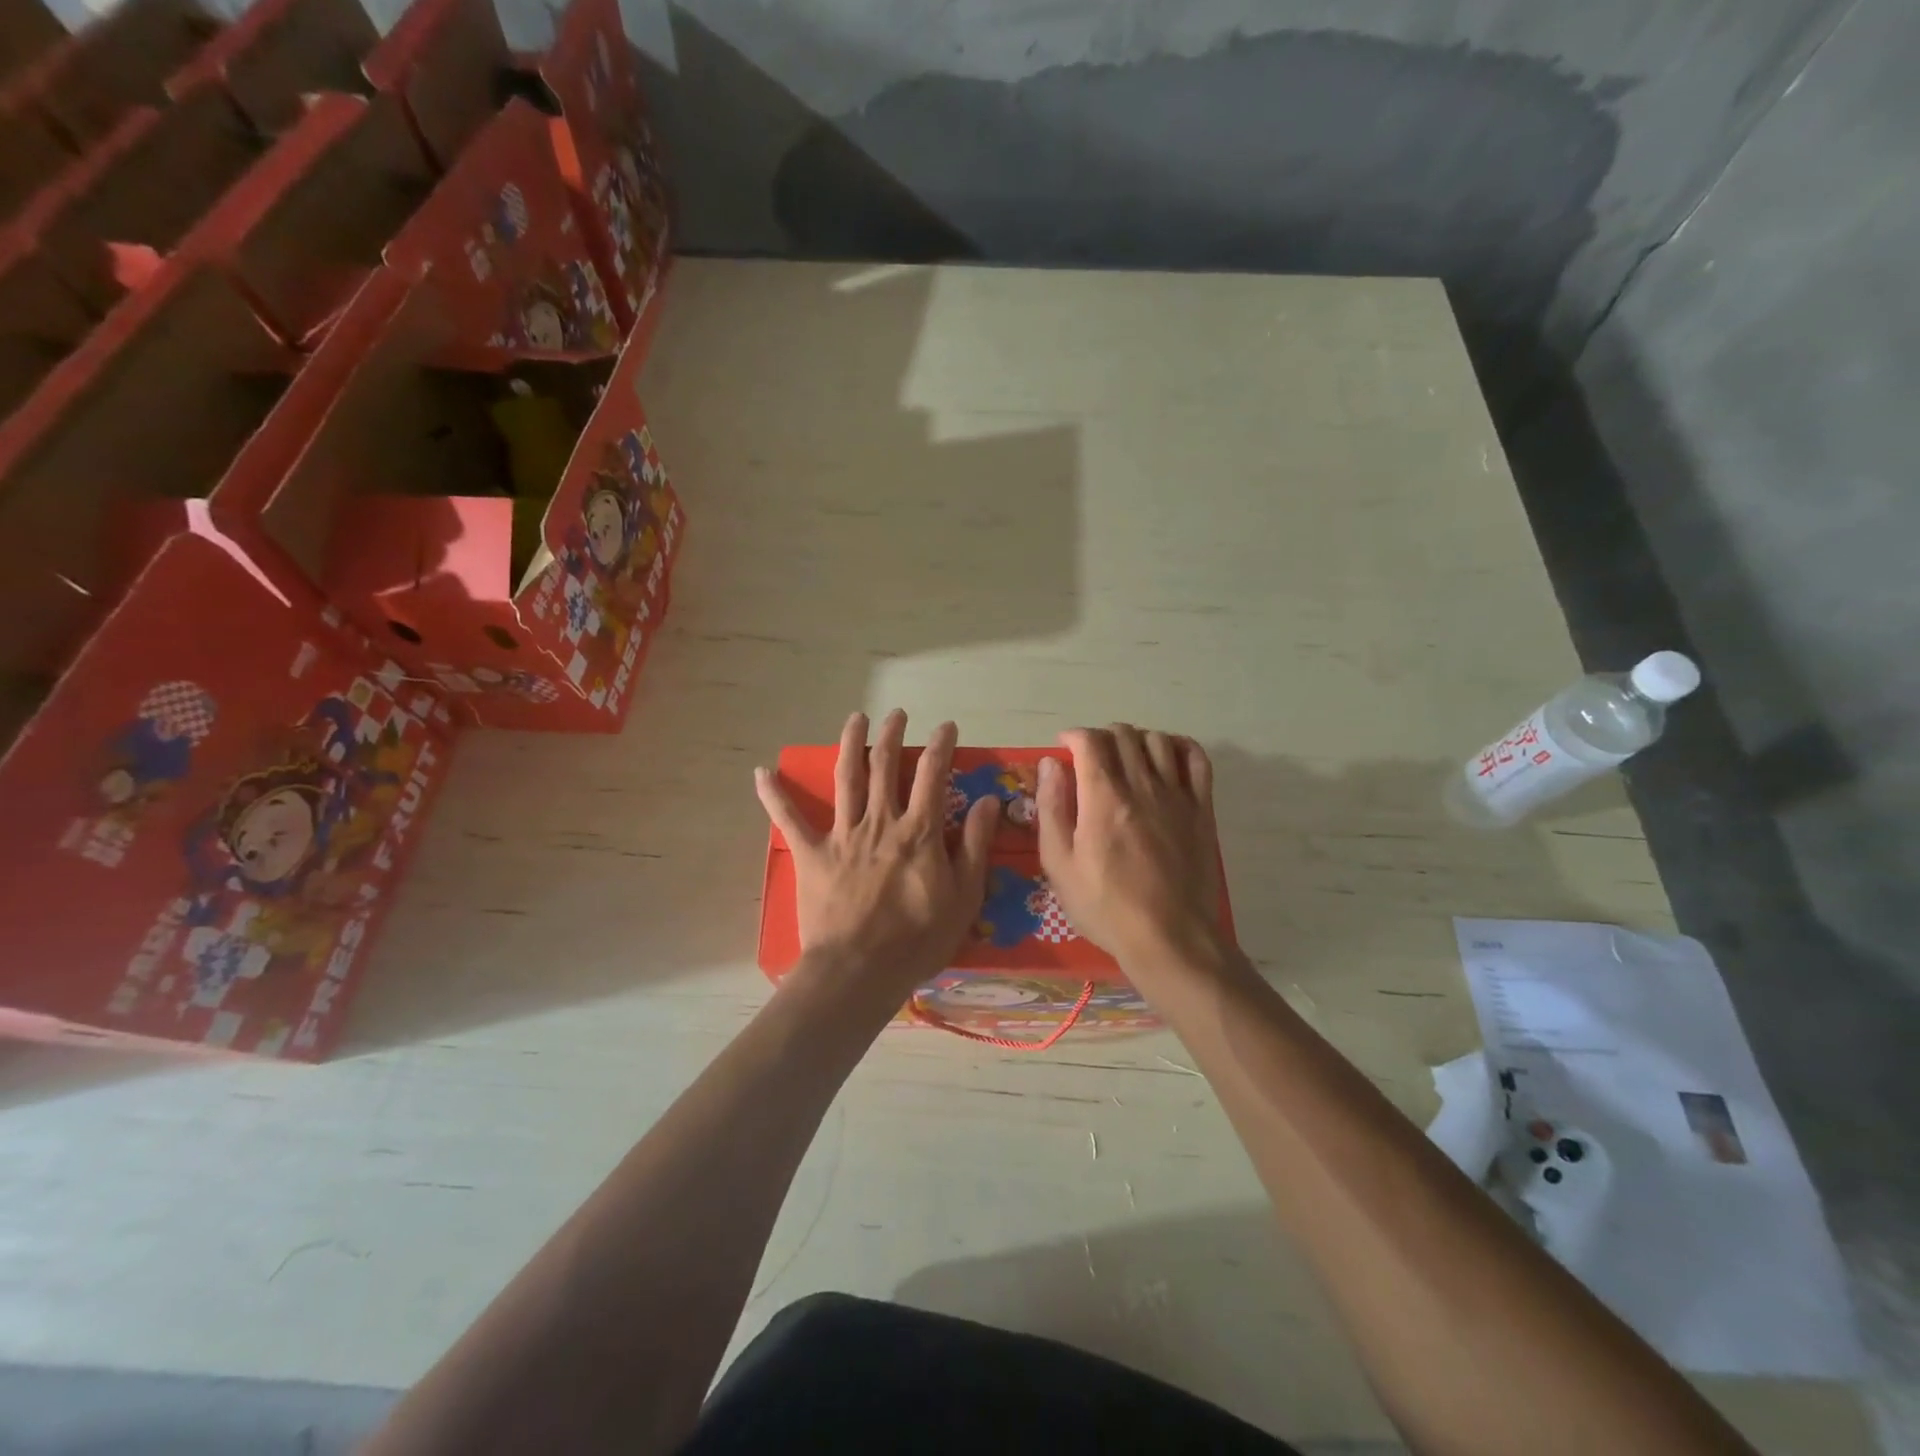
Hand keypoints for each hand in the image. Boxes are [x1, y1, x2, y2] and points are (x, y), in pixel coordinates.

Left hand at [756, 710, 999, 993]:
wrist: (860, 970)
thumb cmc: (918, 939)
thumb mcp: (964, 896)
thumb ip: (975, 845)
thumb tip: (988, 801)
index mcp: (918, 832)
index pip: (933, 775)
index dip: (942, 746)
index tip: (948, 726)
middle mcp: (880, 822)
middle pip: (886, 767)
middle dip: (892, 736)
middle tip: (897, 715)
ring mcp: (842, 836)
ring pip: (847, 779)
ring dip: (851, 745)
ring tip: (855, 719)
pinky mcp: (812, 854)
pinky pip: (789, 820)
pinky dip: (775, 795)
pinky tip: (761, 772)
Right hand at [1037, 724, 1224, 972]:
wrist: (1169, 937)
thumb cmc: (1105, 906)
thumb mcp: (1059, 865)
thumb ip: (1052, 808)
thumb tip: (1050, 765)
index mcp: (1103, 798)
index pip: (1090, 742)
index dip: (1073, 736)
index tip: (1063, 747)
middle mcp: (1142, 785)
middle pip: (1123, 735)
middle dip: (1101, 736)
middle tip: (1090, 757)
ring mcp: (1176, 795)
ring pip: (1157, 740)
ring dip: (1135, 739)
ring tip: (1125, 757)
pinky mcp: (1201, 809)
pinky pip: (1196, 760)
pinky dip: (1179, 746)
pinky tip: (1166, 756)